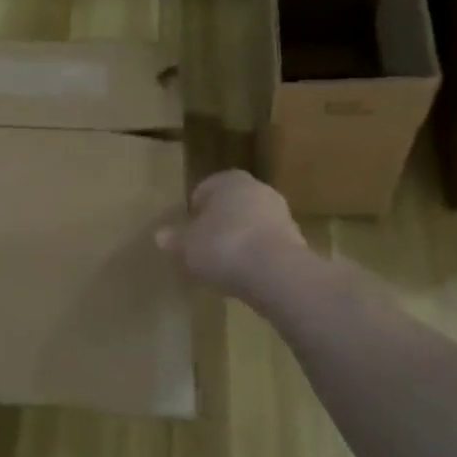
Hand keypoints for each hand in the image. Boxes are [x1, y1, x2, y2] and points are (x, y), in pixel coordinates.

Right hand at [155, 170, 307, 301]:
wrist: (275, 272)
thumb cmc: (222, 246)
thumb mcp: (188, 246)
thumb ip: (175, 239)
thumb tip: (160, 236)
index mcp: (229, 180)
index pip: (205, 189)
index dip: (194, 211)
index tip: (187, 232)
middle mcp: (258, 189)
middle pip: (232, 205)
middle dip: (219, 223)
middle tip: (204, 247)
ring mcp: (281, 213)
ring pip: (252, 224)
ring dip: (240, 239)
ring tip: (224, 265)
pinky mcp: (296, 240)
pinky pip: (267, 244)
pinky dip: (256, 255)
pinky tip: (245, 275)